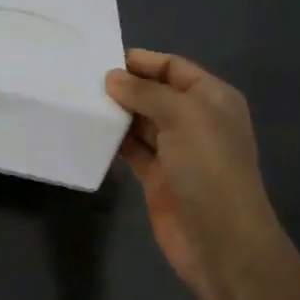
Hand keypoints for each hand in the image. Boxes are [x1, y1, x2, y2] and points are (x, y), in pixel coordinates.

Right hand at [105, 49, 280, 298]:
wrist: (220, 240)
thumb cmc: (208, 168)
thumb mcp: (182, 117)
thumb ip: (145, 92)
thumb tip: (112, 77)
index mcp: (212, 99)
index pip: (174, 67)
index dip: (143, 61)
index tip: (103, 59)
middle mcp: (195, 120)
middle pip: (155, 93)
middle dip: (124, 86)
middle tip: (81, 79)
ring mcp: (176, 150)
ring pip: (140, 121)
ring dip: (115, 112)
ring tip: (78, 101)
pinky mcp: (157, 176)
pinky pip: (131, 149)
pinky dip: (113, 140)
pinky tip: (88, 131)